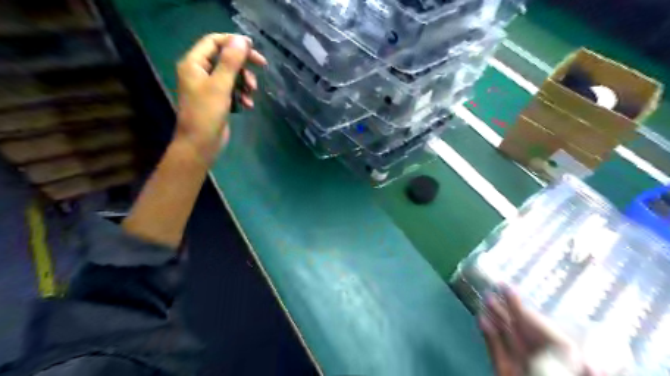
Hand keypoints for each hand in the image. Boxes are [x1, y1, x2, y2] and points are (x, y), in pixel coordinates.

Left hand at [176, 33, 268, 164]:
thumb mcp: (220, 85)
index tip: (253, 48)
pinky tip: (248, 105)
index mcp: (194, 63)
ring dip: (244, 82)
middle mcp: (200, 72)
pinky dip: (241, 95)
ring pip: (231, 75)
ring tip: (252, 93)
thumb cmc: (206, 114)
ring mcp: (208, 87)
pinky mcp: (217, 100)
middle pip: (224, 58)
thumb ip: (230, 62)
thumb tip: (242, 39)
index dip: (233, 42)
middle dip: (243, 64)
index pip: (213, 42)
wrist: (200, 144)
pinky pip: (232, 90)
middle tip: (262, 66)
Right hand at [478, 287, 599, 374]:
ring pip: (507, 337)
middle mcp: (538, 362)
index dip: (526, 312)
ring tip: (485, 301)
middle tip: (494, 290)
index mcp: (558, 362)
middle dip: (508, 310)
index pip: (544, 333)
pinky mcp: (503, 370)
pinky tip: (480, 321)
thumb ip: (575, 374)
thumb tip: (593, 365)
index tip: (510, 292)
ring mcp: (519, 366)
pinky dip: (488, 336)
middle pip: (523, 331)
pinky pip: (495, 350)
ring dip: (495, 319)